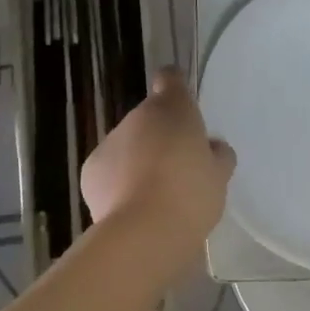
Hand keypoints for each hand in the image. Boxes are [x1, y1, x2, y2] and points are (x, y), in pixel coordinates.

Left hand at [80, 69, 236, 238]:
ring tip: (154, 195)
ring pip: (128, 145)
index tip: (183, 107)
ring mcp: (110, 141)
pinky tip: (132, 207)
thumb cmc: (191, 195)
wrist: (144, 232)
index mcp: (173, 108)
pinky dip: (118, 182)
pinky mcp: (90, 170)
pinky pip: (110, 170)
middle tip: (178, 169)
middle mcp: (138, 117)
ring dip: (139, 160)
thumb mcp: (219, 176)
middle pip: (149, 119)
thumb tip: (212, 148)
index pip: (170, 79)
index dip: (175, 88)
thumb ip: (218, 156)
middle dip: (160, 138)